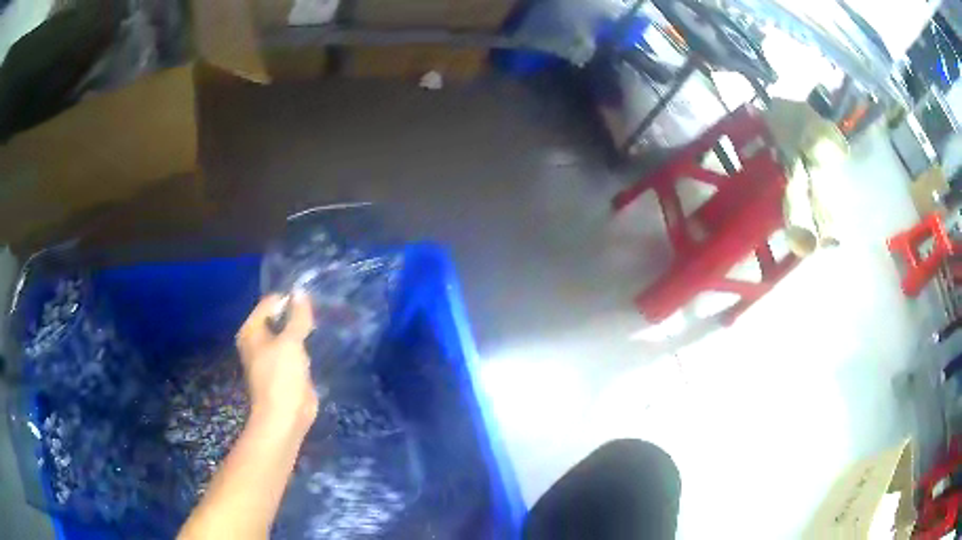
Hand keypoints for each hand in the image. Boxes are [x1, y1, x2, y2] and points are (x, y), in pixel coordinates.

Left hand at [236, 294, 318, 434]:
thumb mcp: (291, 342)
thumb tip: (301, 292)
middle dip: (295, 316)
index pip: (269, 303)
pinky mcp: (284, 371)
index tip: (309, 303)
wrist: (285, 417)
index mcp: (251, 331)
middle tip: (315, 315)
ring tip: (318, 327)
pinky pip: (294, 351)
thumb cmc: (281, 376)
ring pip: (287, 335)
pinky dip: (304, 347)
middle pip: (277, 318)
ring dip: (301, 332)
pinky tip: (316, 346)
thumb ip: (297, 316)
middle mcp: (257, 342)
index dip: (288, 300)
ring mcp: (271, 357)